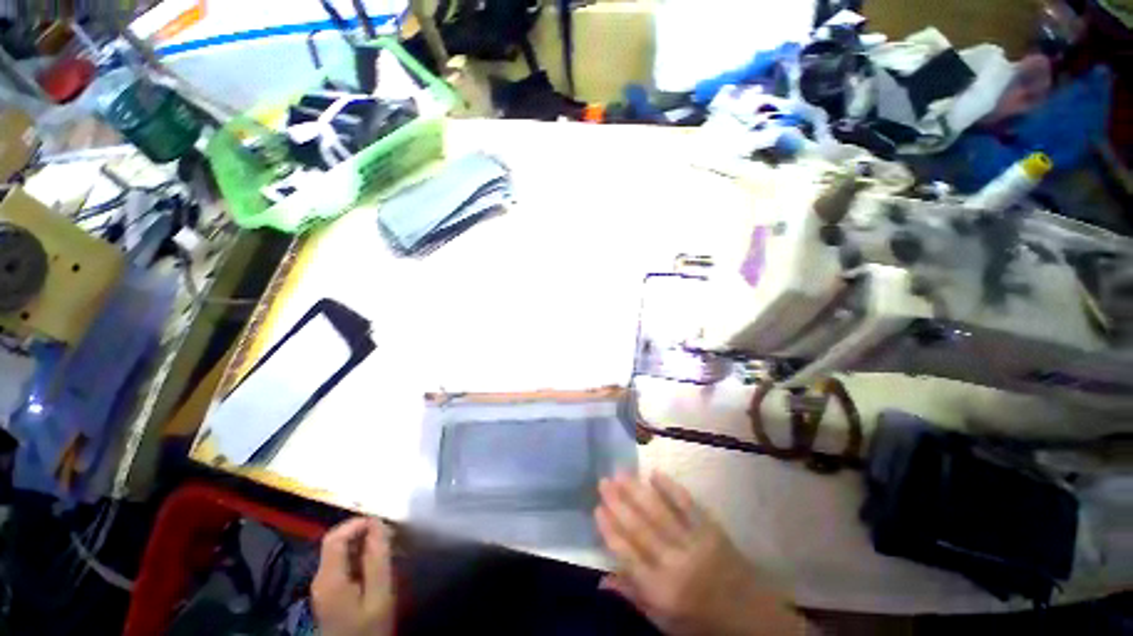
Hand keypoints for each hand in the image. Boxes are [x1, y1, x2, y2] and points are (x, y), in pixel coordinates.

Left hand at [312, 517, 395, 635]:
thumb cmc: (369, 627)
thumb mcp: (379, 594)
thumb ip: (377, 559)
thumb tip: (378, 524)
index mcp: (329, 578)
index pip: (335, 537)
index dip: (357, 523)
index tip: (383, 522)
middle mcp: (320, 578)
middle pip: (336, 543)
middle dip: (362, 532)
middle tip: (389, 534)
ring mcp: (323, 587)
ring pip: (340, 552)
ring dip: (362, 544)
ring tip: (386, 546)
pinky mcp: (329, 594)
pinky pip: (343, 564)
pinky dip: (359, 556)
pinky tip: (376, 563)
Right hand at [595, 472, 801, 635]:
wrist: (753, 619)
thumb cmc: (702, 623)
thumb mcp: (665, 622)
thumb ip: (634, 596)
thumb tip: (600, 579)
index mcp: (662, 591)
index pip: (627, 556)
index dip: (610, 530)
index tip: (596, 508)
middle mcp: (676, 564)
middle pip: (640, 528)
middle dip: (618, 503)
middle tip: (603, 482)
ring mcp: (696, 543)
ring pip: (659, 512)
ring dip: (637, 491)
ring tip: (620, 474)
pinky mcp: (712, 530)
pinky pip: (687, 504)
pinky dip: (670, 488)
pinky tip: (654, 474)